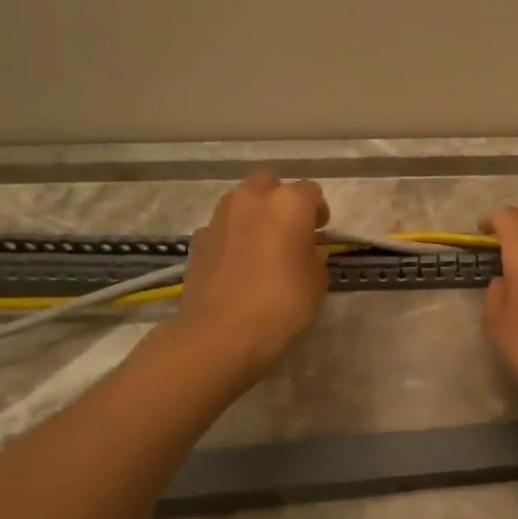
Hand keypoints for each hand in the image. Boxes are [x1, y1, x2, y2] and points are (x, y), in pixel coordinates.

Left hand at [172, 172, 330, 381]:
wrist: (221, 333)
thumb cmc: (281, 304)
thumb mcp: (316, 281)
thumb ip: (314, 255)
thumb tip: (306, 249)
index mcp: (288, 203)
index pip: (310, 192)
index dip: (318, 211)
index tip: (320, 233)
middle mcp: (252, 199)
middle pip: (269, 185)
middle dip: (280, 201)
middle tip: (290, 230)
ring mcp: (219, 217)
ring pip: (241, 202)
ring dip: (254, 215)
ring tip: (262, 246)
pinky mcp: (197, 239)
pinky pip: (222, 227)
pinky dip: (232, 237)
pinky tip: (238, 264)